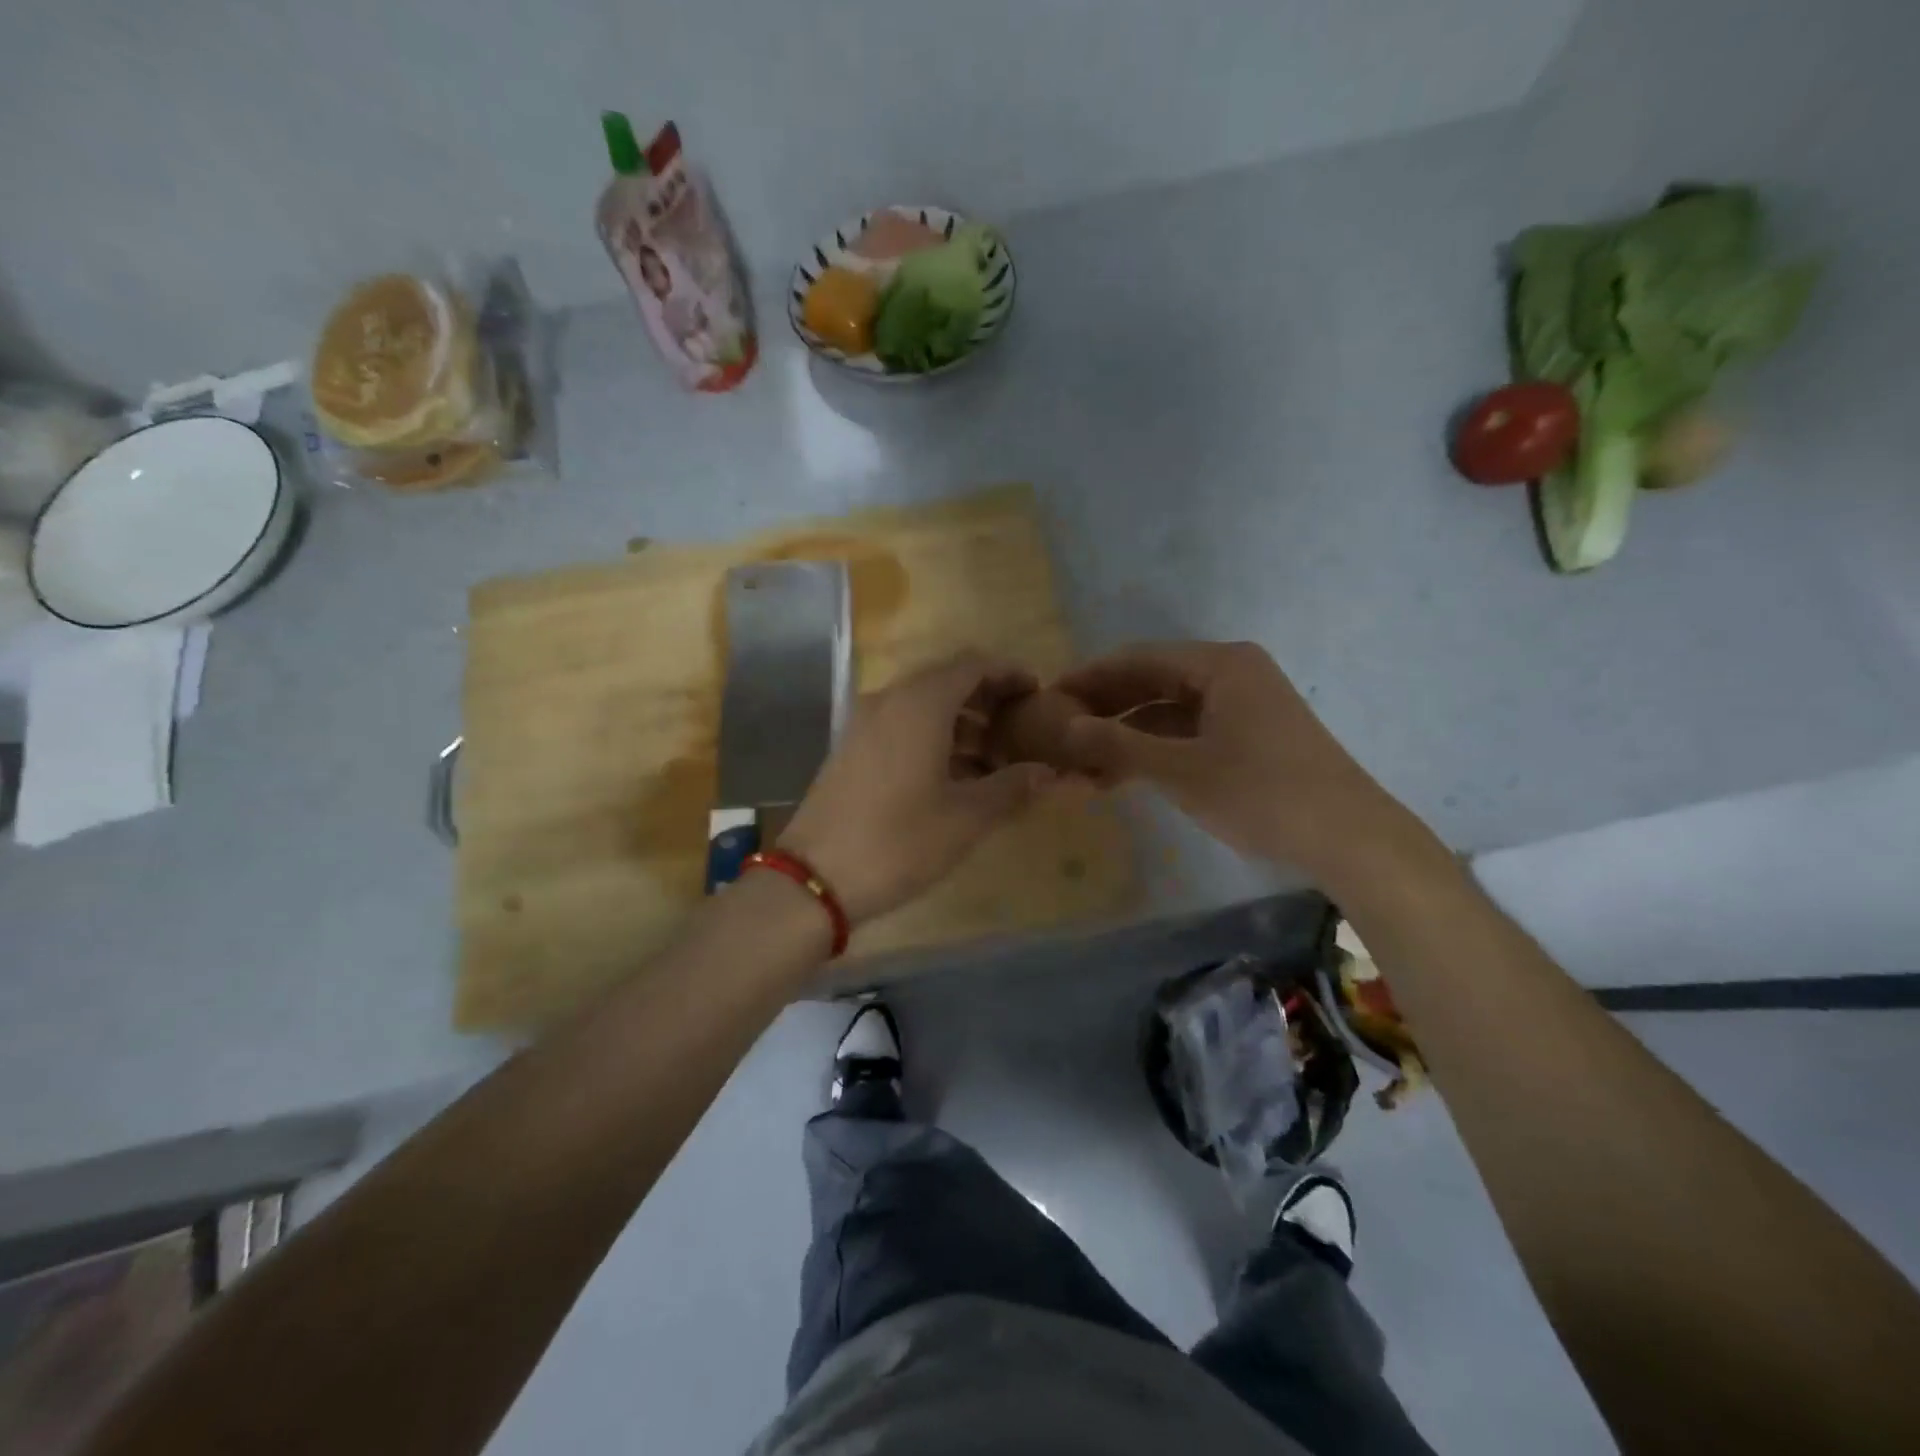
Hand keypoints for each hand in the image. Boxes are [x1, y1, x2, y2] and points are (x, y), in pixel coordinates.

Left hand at [779, 652, 1056, 924]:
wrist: (814, 878)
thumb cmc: (899, 842)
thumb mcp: (966, 818)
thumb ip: (1012, 787)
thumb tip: (1048, 773)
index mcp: (920, 704)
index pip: (973, 664)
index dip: (1009, 674)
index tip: (1038, 695)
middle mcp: (889, 700)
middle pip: (947, 680)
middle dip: (988, 699)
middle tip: (1021, 729)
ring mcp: (864, 723)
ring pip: (923, 705)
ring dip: (962, 722)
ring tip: (995, 760)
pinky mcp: (851, 749)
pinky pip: (901, 726)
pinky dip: (933, 737)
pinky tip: (954, 775)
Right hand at [1056, 640, 1409, 879]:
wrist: (1349, 839)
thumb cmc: (1262, 793)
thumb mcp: (1180, 770)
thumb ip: (1118, 745)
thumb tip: (1064, 727)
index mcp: (1219, 664)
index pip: (1137, 659)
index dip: (1089, 678)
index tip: (1047, 699)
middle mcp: (1230, 674)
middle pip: (1151, 682)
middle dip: (1104, 709)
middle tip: (1057, 734)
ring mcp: (1242, 706)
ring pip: (1167, 712)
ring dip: (1125, 736)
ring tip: (1080, 765)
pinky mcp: (1248, 737)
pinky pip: (1187, 733)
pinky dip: (1153, 751)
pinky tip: (1119, 777)